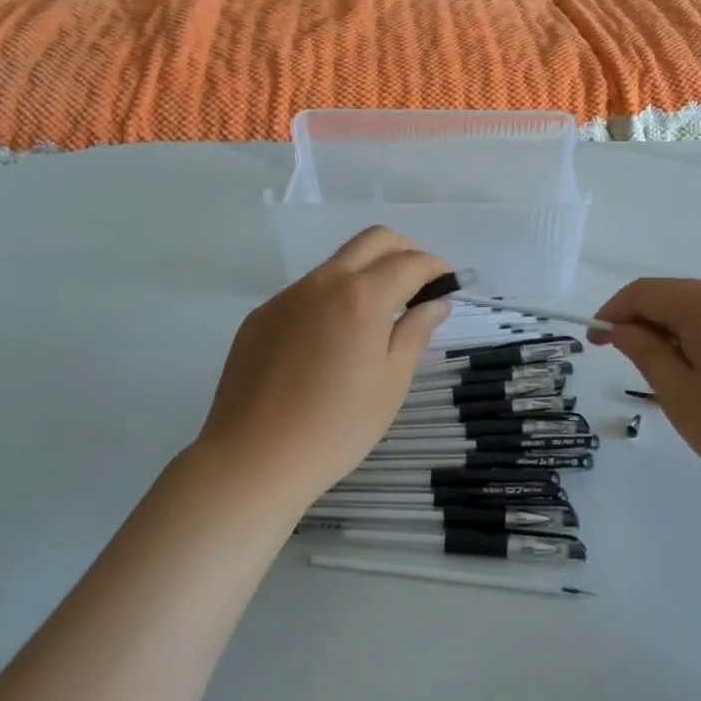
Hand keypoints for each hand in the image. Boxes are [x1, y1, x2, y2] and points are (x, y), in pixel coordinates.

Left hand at [192, 228, 451, 511]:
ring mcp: (287, 296)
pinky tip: (331, 341)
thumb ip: (416, 332)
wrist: (252, 460)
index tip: (448, 283)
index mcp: (362, 296)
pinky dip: (333, 297)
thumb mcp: (391, 383)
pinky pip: (307, 291)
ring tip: (377, 316)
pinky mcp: (262, 315)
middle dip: (404, 251)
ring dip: (367, 272)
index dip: (436, 267)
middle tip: (419, 284)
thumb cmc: (336, 428)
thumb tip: (437, 303)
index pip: (411, 262)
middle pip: (373, 240)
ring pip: (337, 263)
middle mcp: (324, 282)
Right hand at [593, 278, 700, 499]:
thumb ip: (646, 354)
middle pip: (675, 297)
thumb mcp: (682, 396)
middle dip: (644, 324)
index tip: (595, 342)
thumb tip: (622, 328)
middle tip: (630, 365)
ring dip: (676, 334)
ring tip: (672, 380)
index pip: (644, 292)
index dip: (612, 312)